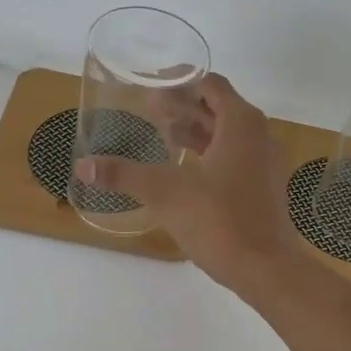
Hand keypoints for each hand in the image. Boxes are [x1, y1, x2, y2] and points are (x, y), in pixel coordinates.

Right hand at [75, 74, 300, 291]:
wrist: (267, 270)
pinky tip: (186, 172)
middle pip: (219, 109)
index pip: (210, 85)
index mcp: (242, 124)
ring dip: (197, 132)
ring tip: (163, 134)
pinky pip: (235, 160)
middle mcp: (260, 137)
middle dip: (185, 106)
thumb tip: (83, 166)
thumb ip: (125, 175)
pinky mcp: (264, 191)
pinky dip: (209, 156)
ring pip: (228, 136)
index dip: (179, 80)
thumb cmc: (221, 221)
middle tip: (149, 109)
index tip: (151, 85)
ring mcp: (266, 166)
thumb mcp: (166, 193)